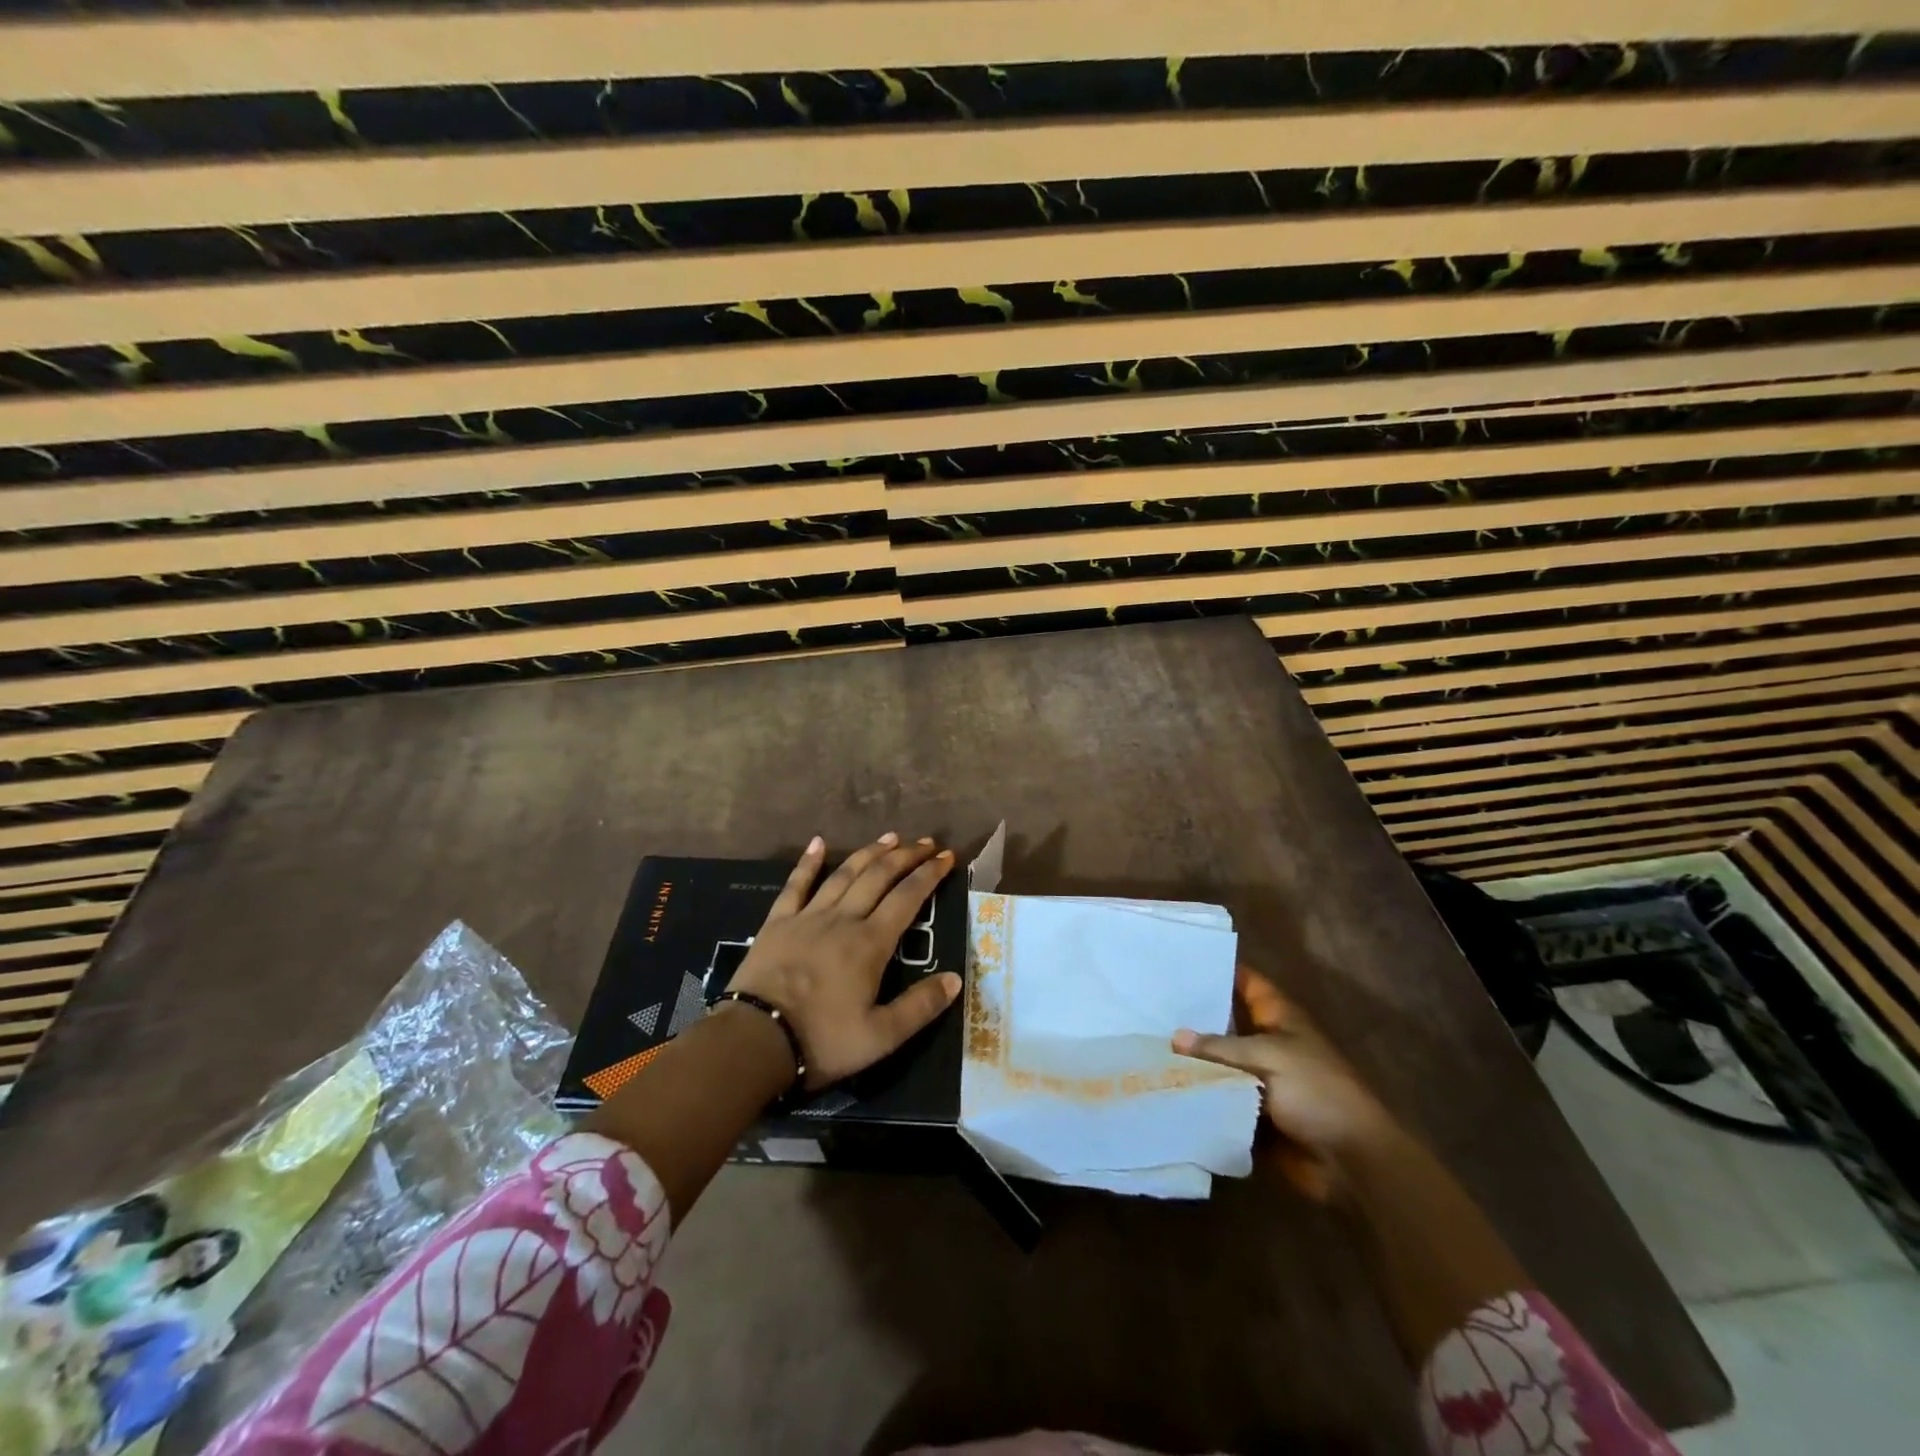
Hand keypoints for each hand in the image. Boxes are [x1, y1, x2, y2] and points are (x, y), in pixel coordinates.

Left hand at [729, 832, 962, 1089]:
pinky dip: (808, 862)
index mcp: (871, 943)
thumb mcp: (881, 1037)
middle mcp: (843, 919)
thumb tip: (955, 978)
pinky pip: (796, 884)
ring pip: (844, 874)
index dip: (929, 874)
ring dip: (869, 852)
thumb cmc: (822, 1040)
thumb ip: (920, 1007)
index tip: (947, 857)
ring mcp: (808, 916)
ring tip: (890, 837)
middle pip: (879, 876)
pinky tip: (818, 843)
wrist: (756, 1040)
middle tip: (926, 842)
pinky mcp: (778, 922)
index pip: (908, 897)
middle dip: (906, 856)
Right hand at [1173, 964, 1399, 1200]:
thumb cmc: (1316, 1093)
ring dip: (1193, 1062)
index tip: (1182, 961)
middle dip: (1195, 1018)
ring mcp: (1261, 1081)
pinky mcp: (1254, 1115)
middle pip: (1227, 1024)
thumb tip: (1176, 1038)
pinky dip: (1200, 1097)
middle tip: (1151, 1006)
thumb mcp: (1267, 1058)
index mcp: (1280, 1020)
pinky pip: (1220, 1101)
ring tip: (1147, 1044)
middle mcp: (1268, 1045)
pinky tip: (1164, 1088)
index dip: (1221, 970)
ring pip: (1220, 1065)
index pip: (1247, 983)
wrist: (1350, 1162)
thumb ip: (1220, 1047)